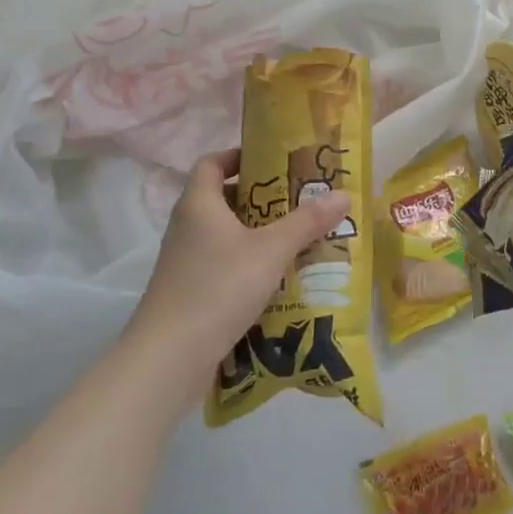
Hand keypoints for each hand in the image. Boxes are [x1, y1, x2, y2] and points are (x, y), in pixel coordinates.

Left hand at [123, 149, 350, 409]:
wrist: (169, 357)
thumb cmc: (219, 288)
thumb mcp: (271, 250)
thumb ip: (307, 222)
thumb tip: (343, 194)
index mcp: (198, 204)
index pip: (212, 163)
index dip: (239, 156)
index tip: (273, 160)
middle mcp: (187, 227)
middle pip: (222, 198)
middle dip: (261, 197)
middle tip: (298, 200)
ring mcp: (185, 261)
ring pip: (225, 234)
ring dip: (257, 233)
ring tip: (297, 237)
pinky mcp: (189, 291)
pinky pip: (223, 264)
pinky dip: (249, 263)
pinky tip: (278, 278)